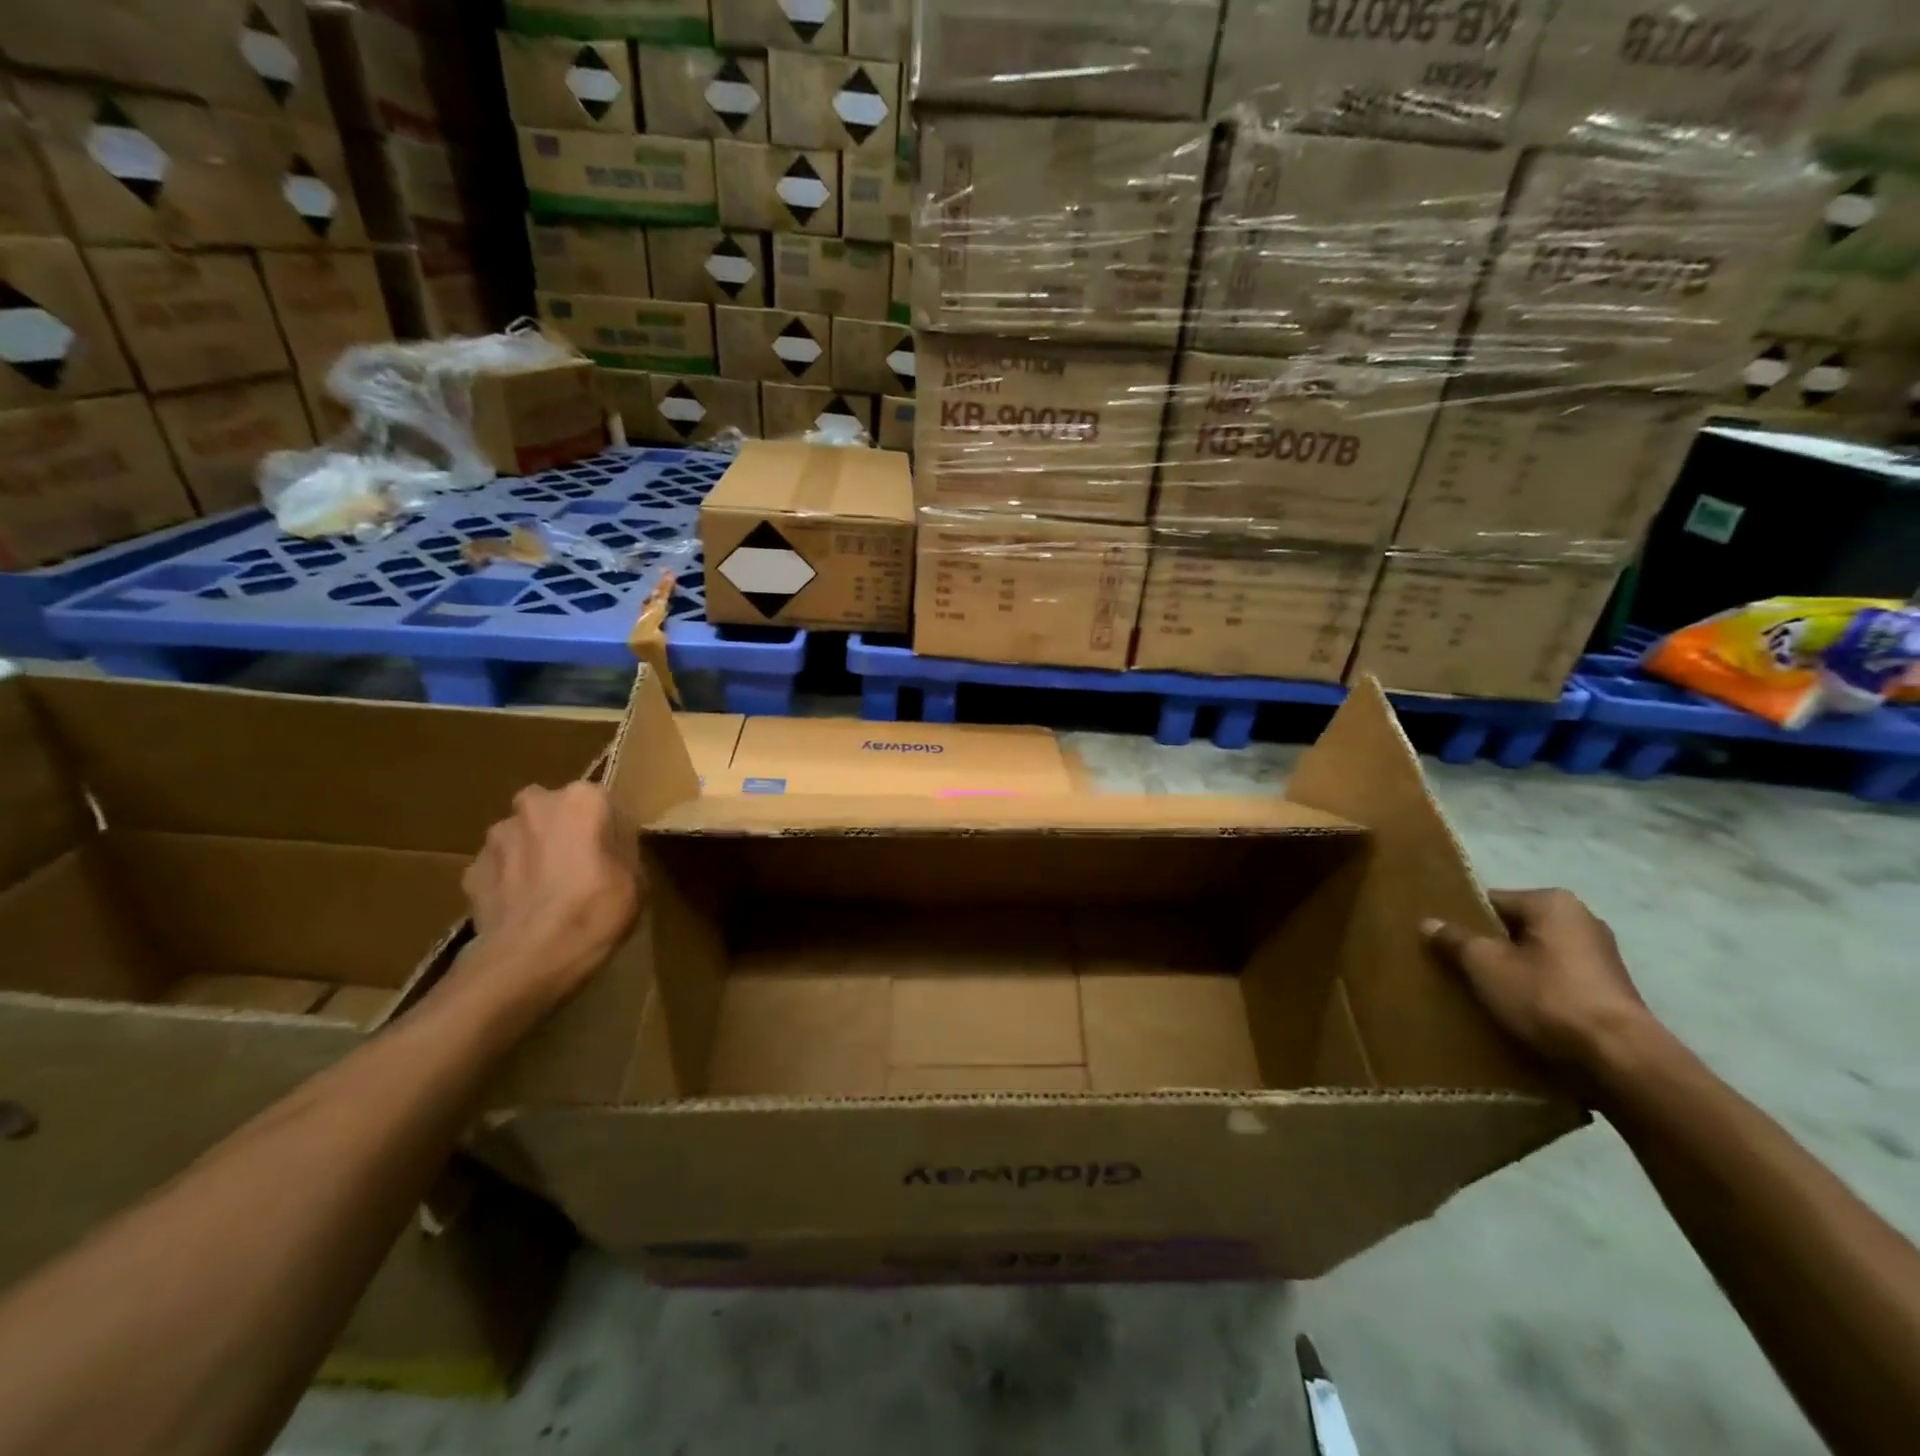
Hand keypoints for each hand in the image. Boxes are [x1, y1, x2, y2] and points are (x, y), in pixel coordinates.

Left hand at [459, 782, 641, 1008]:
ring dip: (533, 853)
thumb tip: (611, 848)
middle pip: (556, 810)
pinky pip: (498, 867)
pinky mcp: (470, 869)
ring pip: (522, 836)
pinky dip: (509, 881)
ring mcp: (496, 837)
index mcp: (583, 799)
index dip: (610, 830)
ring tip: (547, 892)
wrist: (526, 961)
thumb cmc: (594, 912)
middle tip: (579, 866)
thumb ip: (622, 851)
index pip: (604, 803)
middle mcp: (535, 804)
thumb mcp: (636, 881)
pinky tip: (522, 909)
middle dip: (563, 831)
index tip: (615, 856)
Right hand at [1423, 889, 1656, 1075]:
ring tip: (1481, 993)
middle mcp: (1582, 921)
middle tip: (1455, 969)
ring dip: (1510, 972)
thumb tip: (1428, 923)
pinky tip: (1515, 1012)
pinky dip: (1535, 992)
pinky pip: (1555, 981)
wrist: (1619, 1060)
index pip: (1491, 902)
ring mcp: (1601, 958)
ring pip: (1534, 957)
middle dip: (1487, 948)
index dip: (1463, 922)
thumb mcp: (1484, 964)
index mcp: (1553, 903)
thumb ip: (1454, 940)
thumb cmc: (1546, 997)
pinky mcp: (1608, 992)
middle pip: (1514, 930)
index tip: (1442, 944)